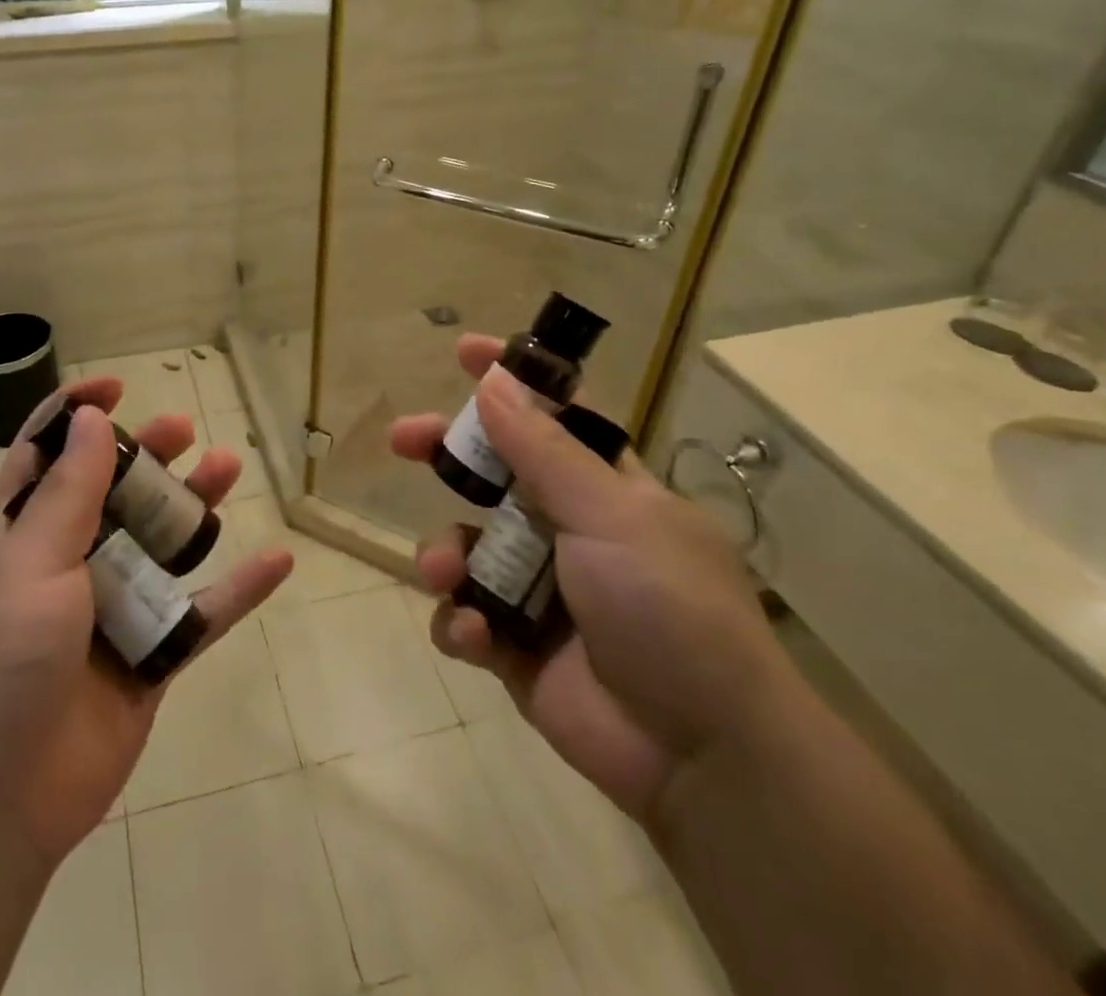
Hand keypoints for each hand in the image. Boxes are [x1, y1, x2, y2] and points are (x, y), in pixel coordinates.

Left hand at [0, 380, 293, 867]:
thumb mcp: (27, 564)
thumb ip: (66, 493)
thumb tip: (88, 418)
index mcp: (22, 536)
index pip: (44, 456)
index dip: (74, 415)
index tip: (116, 390)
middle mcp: (68, 564)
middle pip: (115, 492)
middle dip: (148, 455)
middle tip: (185, 431)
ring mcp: (112, 611)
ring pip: (164, 544)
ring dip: (197, 507)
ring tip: (230, 468)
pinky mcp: (150, 658)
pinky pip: (203, 614)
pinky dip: (240, 589)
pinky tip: (279, 560)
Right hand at [391, 337, 788, 826]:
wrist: (702, 753)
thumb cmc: (669, 607)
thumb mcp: (611, 515)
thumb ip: (543, 451)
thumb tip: (492, 382)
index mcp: (605, 489)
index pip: (556, 415)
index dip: (513, 380)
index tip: (464, 351)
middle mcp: (568, 530)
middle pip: (491, 475)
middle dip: (445, 454)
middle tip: (403, 439)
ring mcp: (538, 589)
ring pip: (465, 548)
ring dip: (445, 555)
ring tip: (446, 573)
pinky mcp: (515, 647)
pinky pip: (465, 618)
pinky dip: (461, 624)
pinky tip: (478, 637)